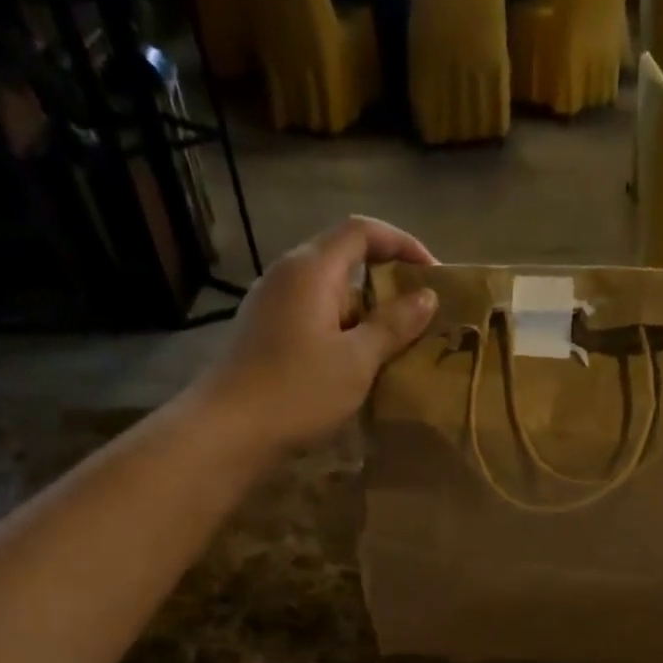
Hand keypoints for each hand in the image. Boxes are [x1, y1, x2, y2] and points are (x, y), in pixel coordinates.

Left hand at [195, 216, 438, 457]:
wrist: (230, 431)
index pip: (361, 231)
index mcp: (311, 269)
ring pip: (329, 294)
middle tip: (419, 315)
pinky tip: (358, 364)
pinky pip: (314, 319)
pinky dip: (343, 331)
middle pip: (344, 260)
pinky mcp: (265, 333)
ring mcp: (272, 305)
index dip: (401, 243)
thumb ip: (393, 325)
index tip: (432, 273)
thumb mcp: (357, 360)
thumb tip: (426, 297)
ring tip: (396, 345)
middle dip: (386, 283)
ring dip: (365, 313)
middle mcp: (287, 275)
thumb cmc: (298, 390)